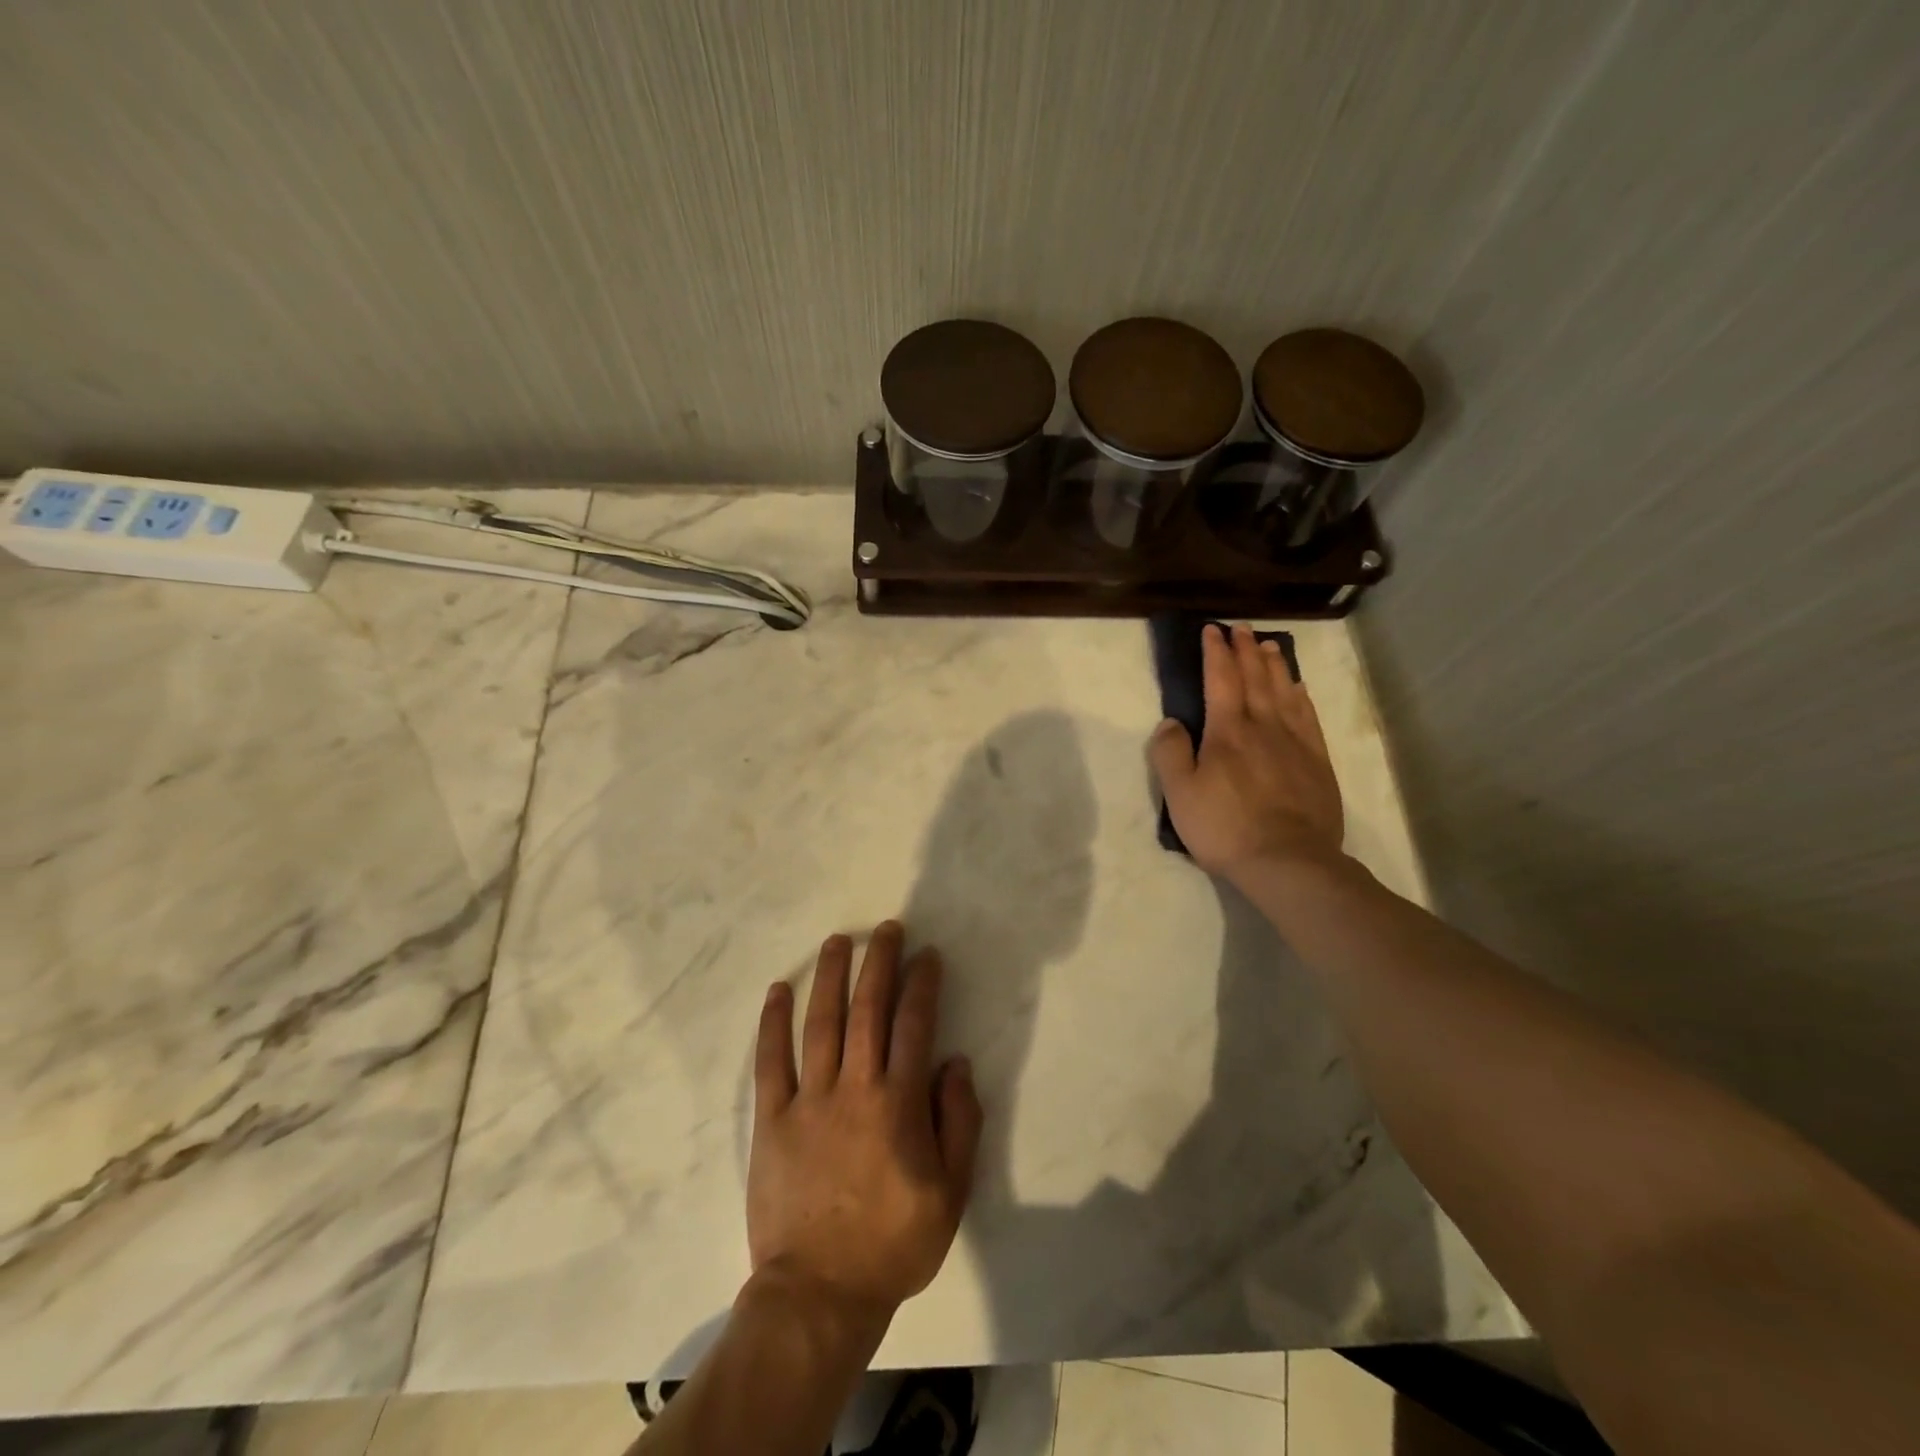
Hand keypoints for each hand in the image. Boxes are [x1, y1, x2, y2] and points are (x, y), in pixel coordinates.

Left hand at [747, 922, 982, 1328]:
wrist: (819, 1293)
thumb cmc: (893, 1243)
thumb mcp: (951, 1192)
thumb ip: (959, 1122)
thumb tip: (955, 1063)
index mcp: (899, 1103)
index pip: (915, 1024)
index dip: (922, 984)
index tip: (927, 955)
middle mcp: (855, 1087)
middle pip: (868, 1009)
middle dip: (879, 963)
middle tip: (886, 929)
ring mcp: (809, 1100)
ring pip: (821, 1023)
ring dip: (830, 976)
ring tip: (838, 941)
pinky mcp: (772, 1119)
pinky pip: (770, 1061)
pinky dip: (773, 1023)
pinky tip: (778, 990)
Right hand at [1150, 622, 1344, 881]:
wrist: (1288, 861)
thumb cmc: (1225, 827)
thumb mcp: (1180, 794)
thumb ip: (1170, 753)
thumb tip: (1170, 722)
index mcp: (1227, 731)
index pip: (1220, 680)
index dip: (1215, 653)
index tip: (1211, 630)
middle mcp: (1263, 726)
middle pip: (1255, 678)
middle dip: (1244, 650)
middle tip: (1240, 628)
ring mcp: (1295, 743)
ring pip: (1284, 692)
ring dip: (1274, 665)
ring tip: (1268, 646)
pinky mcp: (1317, 762)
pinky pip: (1308, 717)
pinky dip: (1301, 696)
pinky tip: (1299, 688)